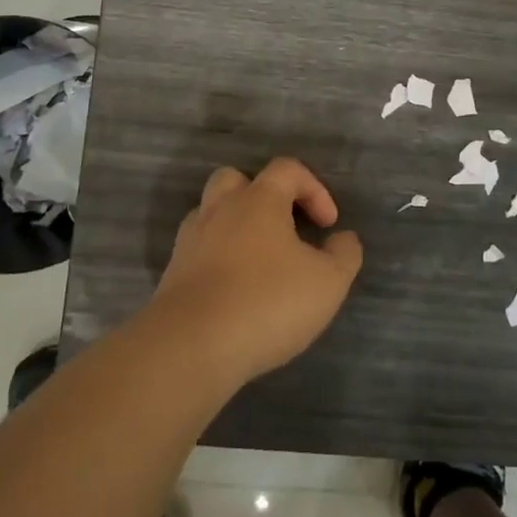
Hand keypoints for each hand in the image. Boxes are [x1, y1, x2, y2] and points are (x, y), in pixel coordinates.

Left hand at [146, 157, 362, 388]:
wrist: (191, 347)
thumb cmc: (267, 302)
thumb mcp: (328, 282)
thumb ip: (344, 254)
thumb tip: (342, 238)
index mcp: (258, 200)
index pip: (287, 169)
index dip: (314, 189)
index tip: (328, 224)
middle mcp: (220, 210)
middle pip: (235, 179)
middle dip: (262, 195)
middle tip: (283, 227)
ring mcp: (190, 241)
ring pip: (211, 214)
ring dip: (235, 226)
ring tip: (258, 260)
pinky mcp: (172, 275)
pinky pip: (198, 251)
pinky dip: (217, 259)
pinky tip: (234, 289)